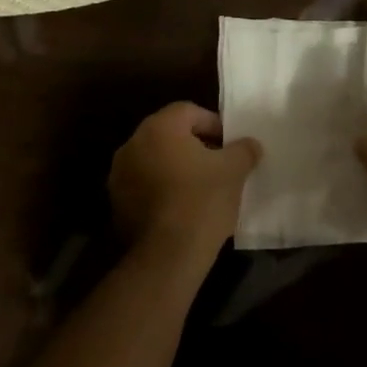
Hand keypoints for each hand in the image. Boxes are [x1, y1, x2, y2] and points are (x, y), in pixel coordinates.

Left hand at [109, 103, 260, 255]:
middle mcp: (133, 144)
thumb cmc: (203, 200)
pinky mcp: (117, 203)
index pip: (189, 111)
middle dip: (195, 145)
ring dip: (177, 166)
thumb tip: (249, 144)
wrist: (168, 255)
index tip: (231, 144)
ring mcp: (119, 175)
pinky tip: (183, 206)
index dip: (214, 124)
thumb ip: (243, 149)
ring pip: (156, 159)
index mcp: (159, 128)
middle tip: (219, 163)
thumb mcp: (234, 170)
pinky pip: (145, 184)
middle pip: (170, 134)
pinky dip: (163, 188)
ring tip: (202, 186)